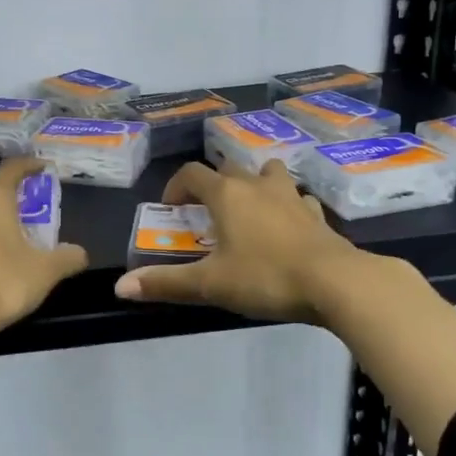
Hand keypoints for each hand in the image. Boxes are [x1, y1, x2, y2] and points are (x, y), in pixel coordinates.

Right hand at [113, 159, 361, 323]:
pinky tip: (286, 226)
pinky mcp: (317, 214)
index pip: (192, 174)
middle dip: (213, 183)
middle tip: (206, 211)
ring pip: (268, 173)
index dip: (175, 187)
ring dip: (254, 183)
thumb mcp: (209, 284)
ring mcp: (291, 196)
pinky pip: (297, 198)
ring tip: (248, 209)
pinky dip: (287, 206)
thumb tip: (120, 288)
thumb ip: (165, 283)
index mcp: (226, 195)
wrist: (336, 282)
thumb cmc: (265, 277)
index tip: (170, 209)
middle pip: (229, 167)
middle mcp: (257, 185)